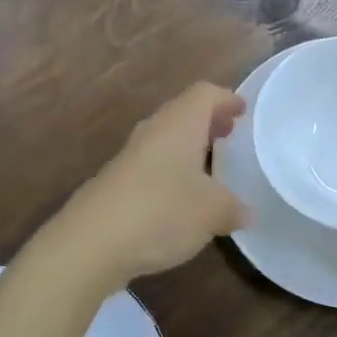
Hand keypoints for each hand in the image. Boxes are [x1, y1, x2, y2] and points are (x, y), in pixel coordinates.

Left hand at [43, 82, 248, 290]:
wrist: (91, 242)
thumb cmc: (162, 211)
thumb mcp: (212, 212)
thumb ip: (233, 208)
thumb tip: (245, 212)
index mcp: (180, 123)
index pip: (205, 94)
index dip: (226, 99)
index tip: (242, 111)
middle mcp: (154, 130)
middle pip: (183, 112)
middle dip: (207, 121)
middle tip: (229, 135)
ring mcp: (129, 156)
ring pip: (165, 139)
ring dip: (187, 147)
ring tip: (209, 167)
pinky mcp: (115, 182)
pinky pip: (151, 165)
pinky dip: (170, 171)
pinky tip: (179, 198)